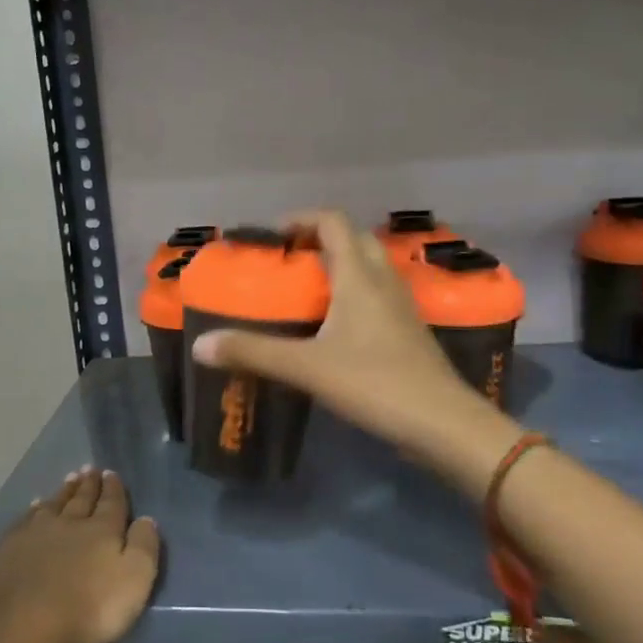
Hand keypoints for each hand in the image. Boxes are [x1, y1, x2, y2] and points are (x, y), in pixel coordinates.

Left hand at [0, 468, 159, 642]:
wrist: (24, 627)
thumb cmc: (89, 608)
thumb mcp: (134, 580)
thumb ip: (144, 546)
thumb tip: (146, 518)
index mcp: (101, 530)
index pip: (111, 502)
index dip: (113, 488)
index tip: (111, 474)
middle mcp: (68, 523)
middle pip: (81, 499)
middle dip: (88, 484)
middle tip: (90, 469)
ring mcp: (35, 534)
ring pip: (53, 505)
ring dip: (63, 492)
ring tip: (69, 480)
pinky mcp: (8, 549)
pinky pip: (25, 520)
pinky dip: (33, 510)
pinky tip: (34, 507)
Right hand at [190, 211, 518, 485]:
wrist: (442, 423)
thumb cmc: (374, 383)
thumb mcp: (306, 368)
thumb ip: (253, 353)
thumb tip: (200, 345)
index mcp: (359, 276)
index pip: (333, 222)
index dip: (302, 219)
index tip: (273, 235)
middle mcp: (383, 281)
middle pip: (354, 240)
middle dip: (320, 241)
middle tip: (288, 262)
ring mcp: (401, 306)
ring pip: (369, 268)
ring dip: (339, 267)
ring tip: (306, 291)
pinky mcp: (409, 331)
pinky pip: (377, 296)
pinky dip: (353, 295)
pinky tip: (334, 326)